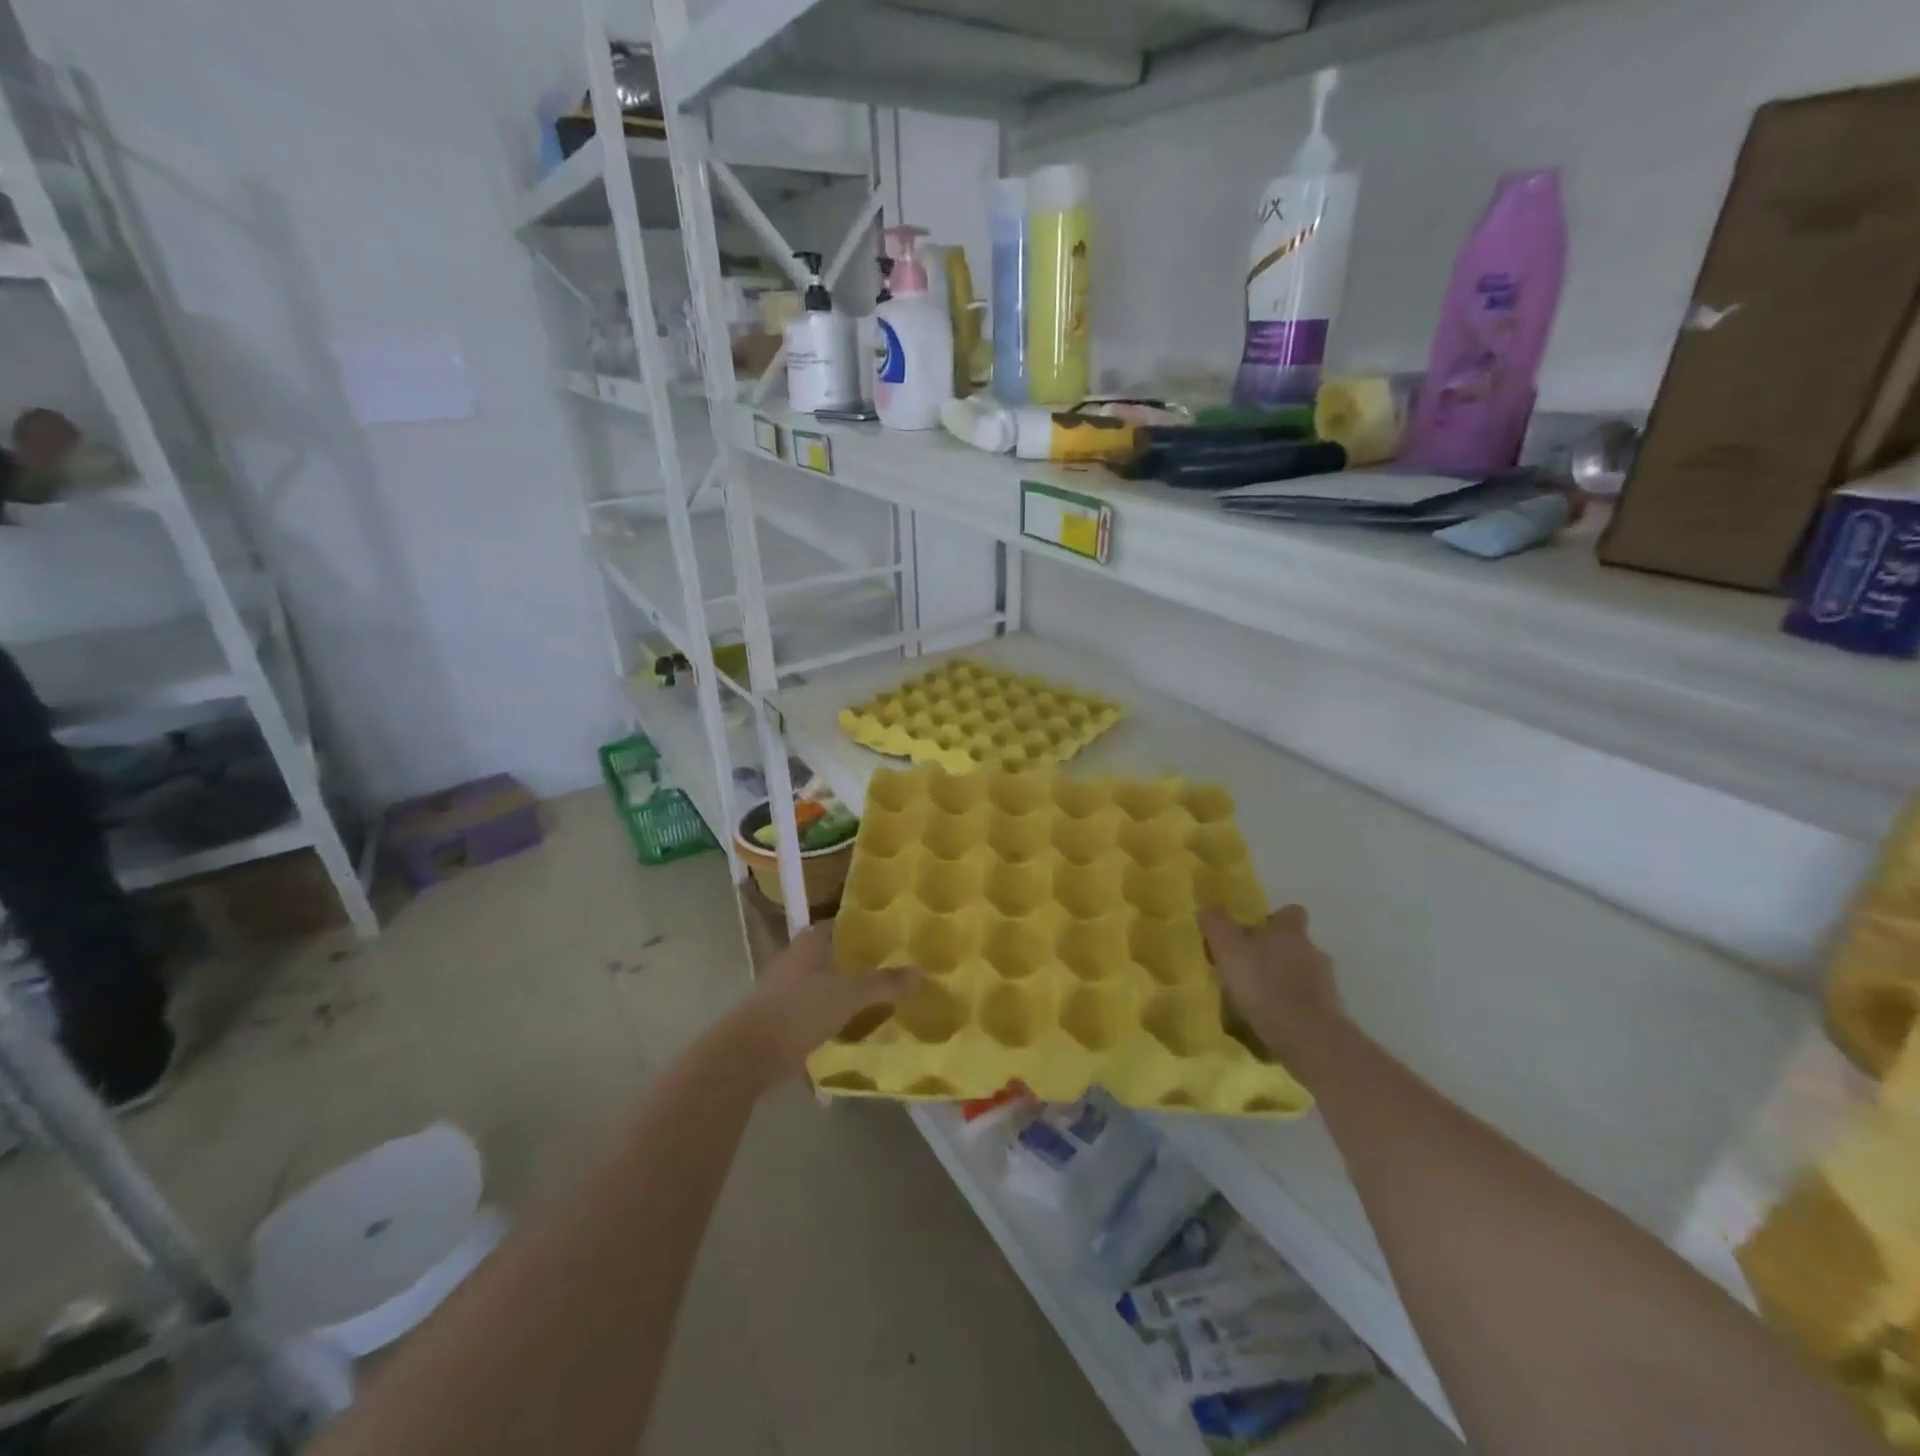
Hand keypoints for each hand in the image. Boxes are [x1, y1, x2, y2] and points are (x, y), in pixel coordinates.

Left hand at [727, 925, 915, 1086]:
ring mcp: (784, 989)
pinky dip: (831, 1016)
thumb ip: (885, 984)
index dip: (862, 929)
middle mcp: (794, 959)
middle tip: (890, 970)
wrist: (751, 1053)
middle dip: (856, 963)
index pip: (839, 925)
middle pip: (831, 955)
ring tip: (877, 1000)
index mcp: (809, 942)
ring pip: (822, 984)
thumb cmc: (801, 1009)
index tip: (889, 938)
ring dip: (843, 991)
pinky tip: (851, 1028)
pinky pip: (813, 1010)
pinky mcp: (779, 1017)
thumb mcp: (850, 995)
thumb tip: (921, 972)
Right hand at [1200, 905, 1345, 1073]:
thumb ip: (1217, 925)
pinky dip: (1294, 1008)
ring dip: (1285, 982)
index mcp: (1291, 932)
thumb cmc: (1265, 986)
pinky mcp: (1331, 1014)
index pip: (1290, 913)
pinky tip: (1275, 1022)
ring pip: (1303, 974)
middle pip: (1295, 945)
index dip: (1274, 919)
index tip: (1255, 932)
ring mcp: (1327, 985)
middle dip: (1276, 954)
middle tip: (1249, 969)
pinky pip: (1309, 1004)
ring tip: (1260, 1000)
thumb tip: (1208, 909)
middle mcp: (1313, 952)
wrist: (1309, 1039)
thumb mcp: (1229, 950)